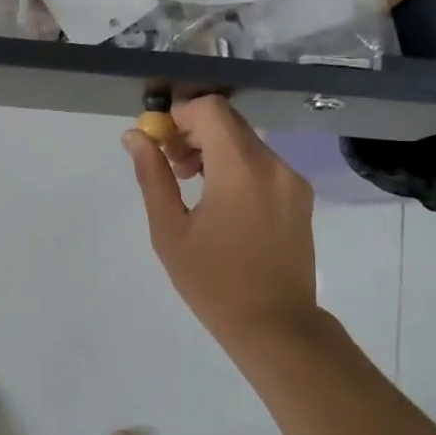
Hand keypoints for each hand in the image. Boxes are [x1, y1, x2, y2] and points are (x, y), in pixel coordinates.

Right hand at [123, 97, 319, 346]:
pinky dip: (237, 165)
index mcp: (240, 169)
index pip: (210, 108)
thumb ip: (152, 176)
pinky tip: (222, 200)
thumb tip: (135, 136)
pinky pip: (262, 162)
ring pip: (246, 140)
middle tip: (171, 165)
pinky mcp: (300, 195)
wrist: (275, 326)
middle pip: (228, 121)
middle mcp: (272, 164)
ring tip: (192, 184)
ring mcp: (291, 179)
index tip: (160, 142)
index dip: (179, 115)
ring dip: (214, 148)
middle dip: (193, 131)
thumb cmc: (213, 282)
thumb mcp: (170, 231)